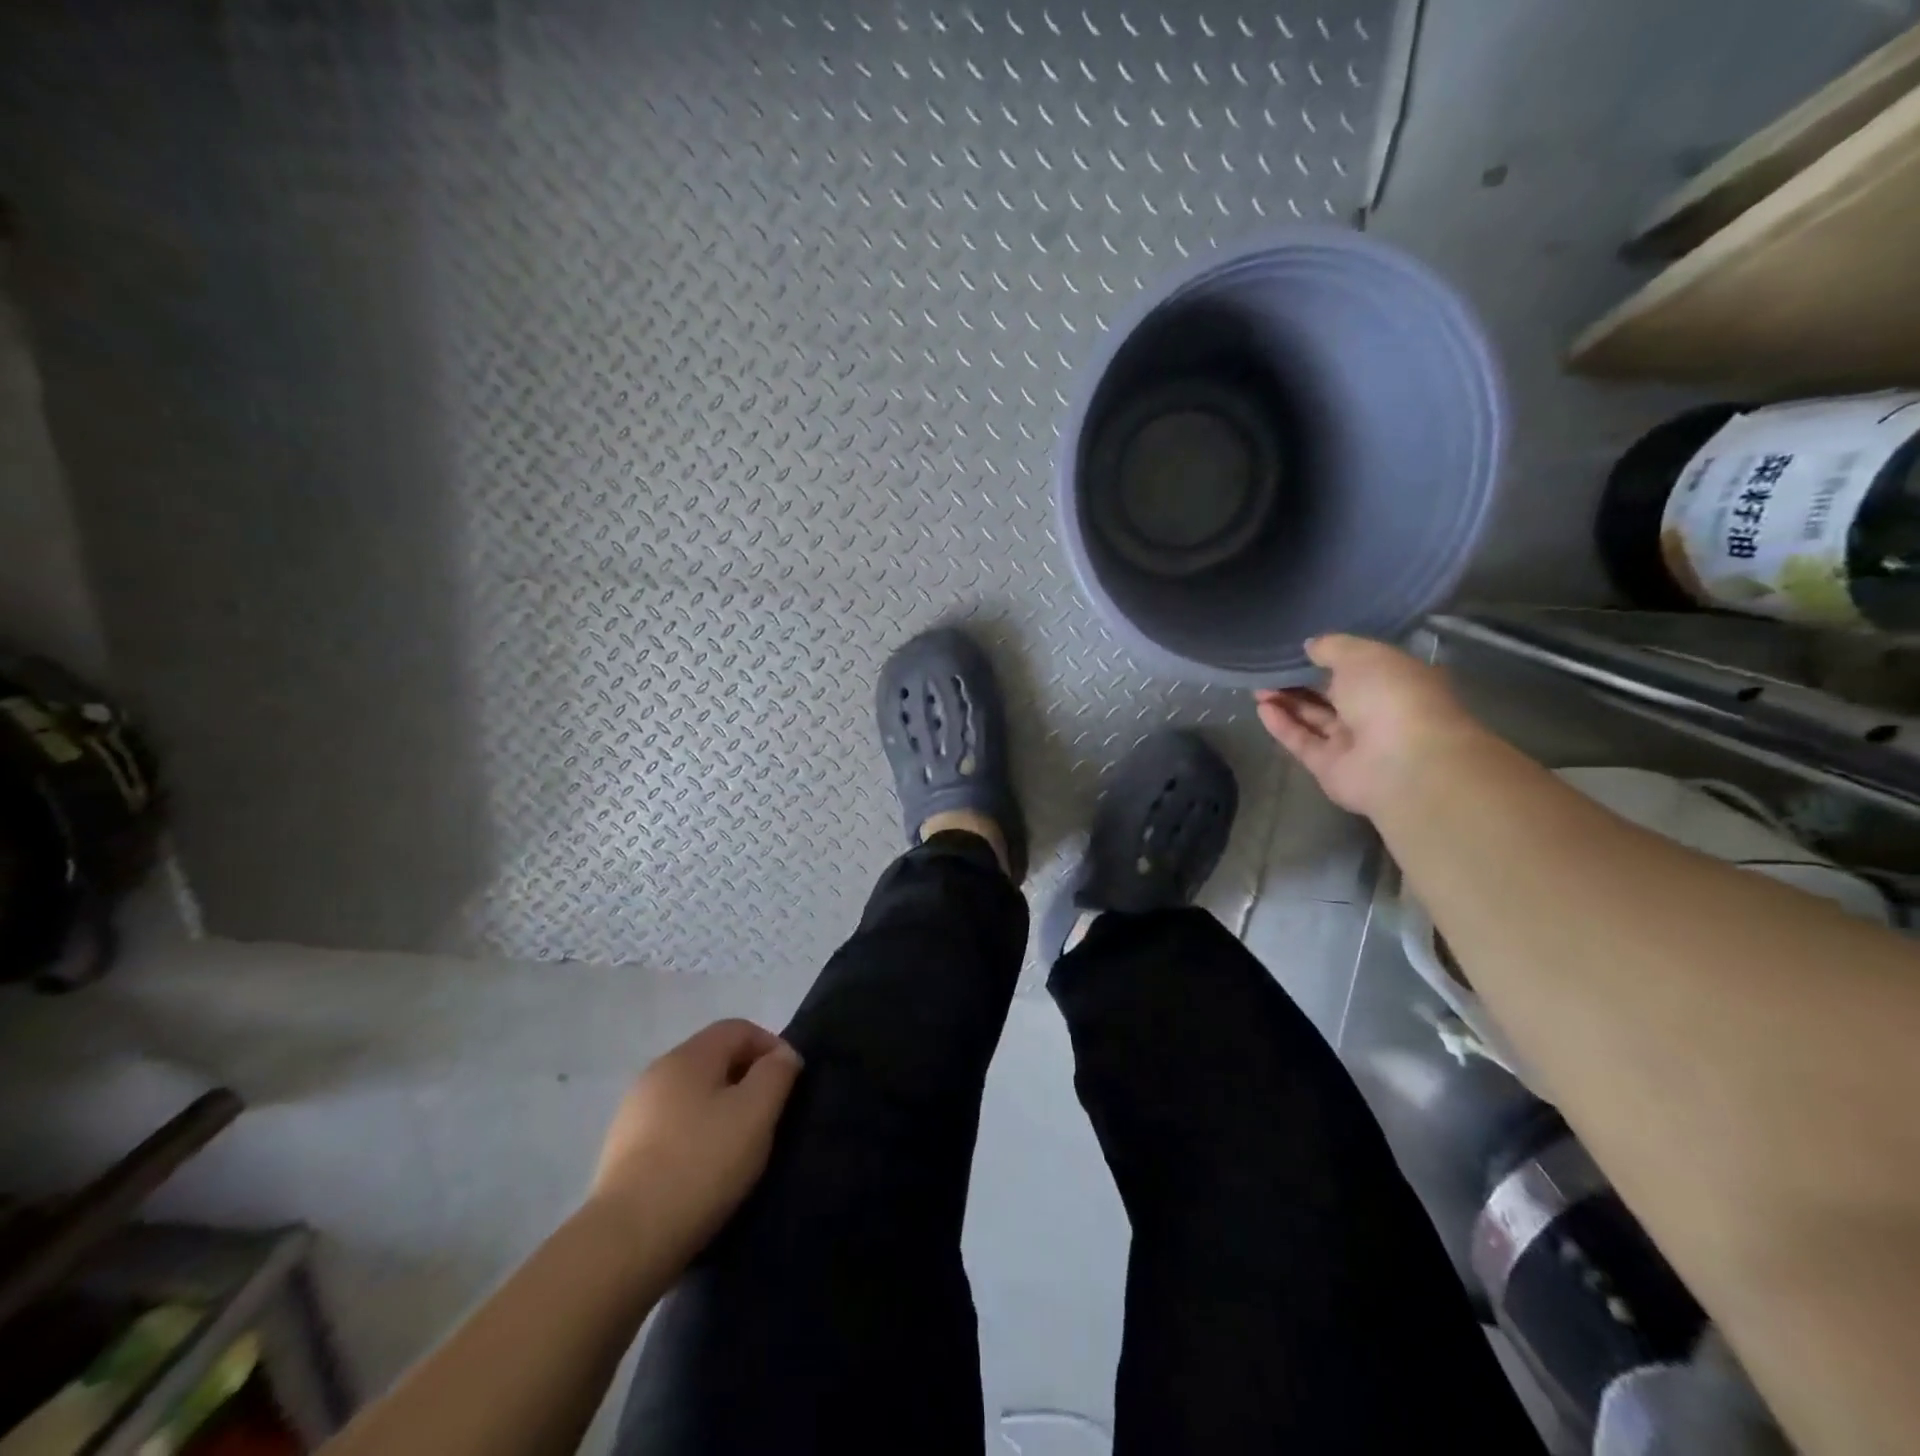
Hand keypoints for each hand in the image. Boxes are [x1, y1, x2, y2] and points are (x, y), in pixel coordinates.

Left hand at [586, 1019, 803, 1270]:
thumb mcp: (756, 1112)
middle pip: (714, 1058)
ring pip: (693, 1094)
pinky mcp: (622, 1151)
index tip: (790, 1084)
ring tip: (739, 1148)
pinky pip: (672, 1126)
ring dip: (721, 1109)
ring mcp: (634, 1112)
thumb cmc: (701, 1164)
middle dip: (747, 1079)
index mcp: (688, 1056)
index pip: (739, 1028)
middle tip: (769, 1117)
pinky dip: (695, 1135)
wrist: (626, 1240)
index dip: (771, 1047)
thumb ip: (776, 1073)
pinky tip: (704, 1170)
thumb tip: (781, 1055)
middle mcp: (657, 1072)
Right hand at [1254, 634, 1485, 817]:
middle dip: (1299, 681)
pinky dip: (1283, 725)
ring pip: (1314, 718)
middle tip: (1268, 669)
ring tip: (1256, 686)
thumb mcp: (1362, 656)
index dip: (1328, 658)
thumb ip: (1332, 647)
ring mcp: (1353, 743)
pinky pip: (1303, 741)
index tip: (1297, 649)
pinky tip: (1261, 708)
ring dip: (1286, 702)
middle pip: (1331, 694)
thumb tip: (1310, 646)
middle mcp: (1377, 712)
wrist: (1402, 762)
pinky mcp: (1330, 767)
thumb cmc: (1391, 696)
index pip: (1359, 667)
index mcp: (1395, 681)